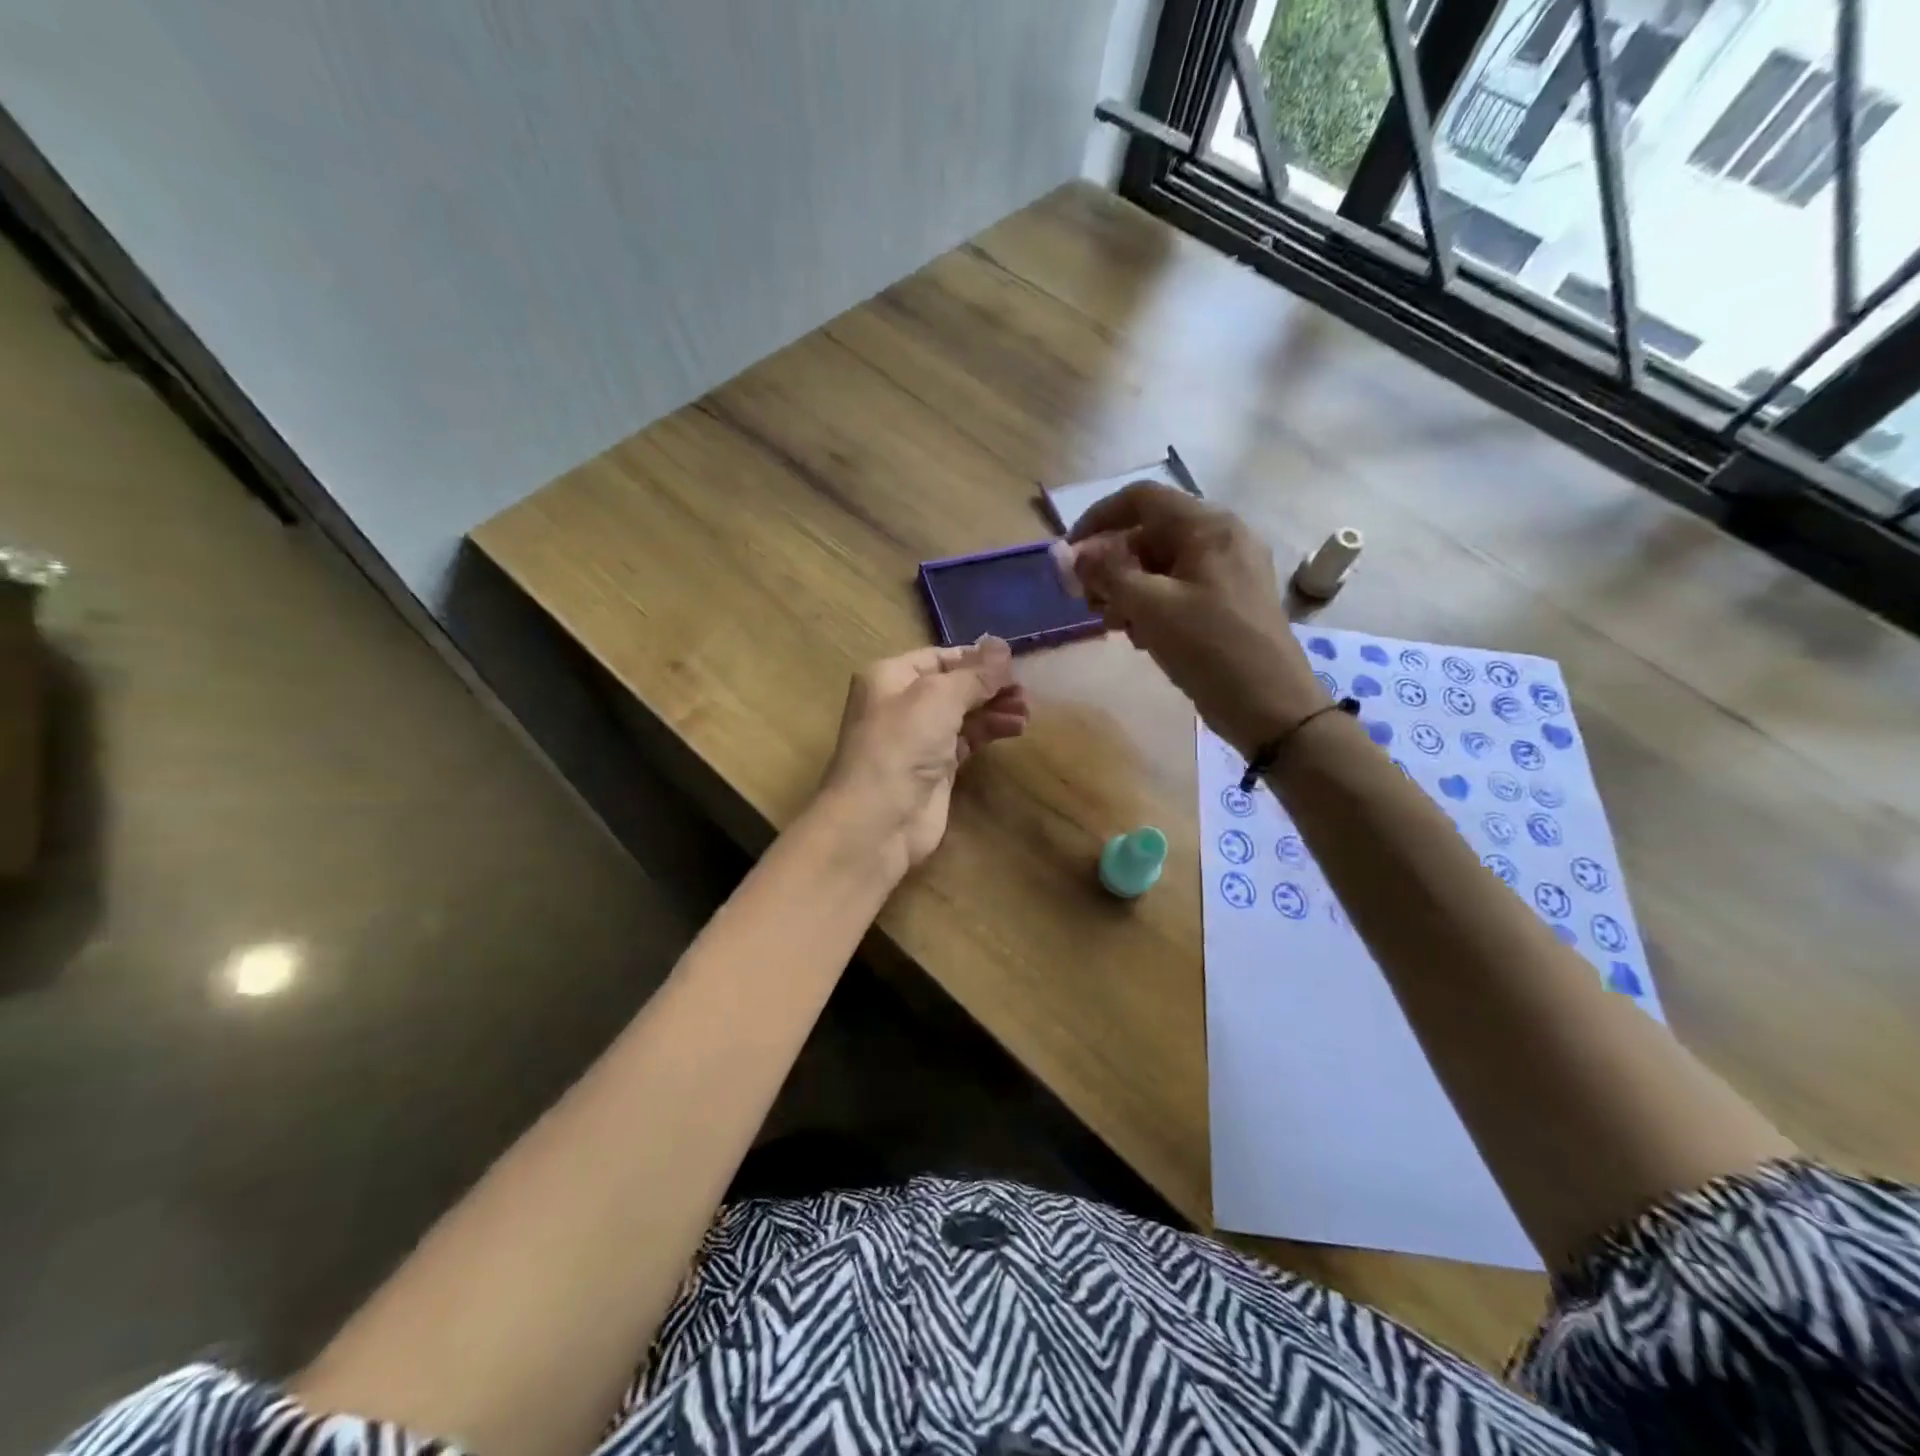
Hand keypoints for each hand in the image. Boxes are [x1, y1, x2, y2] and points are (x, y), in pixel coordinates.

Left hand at [817, 637, 1029, 879]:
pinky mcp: (935, 769)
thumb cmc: (902, 744)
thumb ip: (975, 673)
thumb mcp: (939, 697)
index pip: (939, 658)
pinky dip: (990, 732)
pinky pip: (967, 741)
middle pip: (953, 686)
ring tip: (1027, 712)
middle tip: (1026, 692)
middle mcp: (901, 704)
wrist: (879, 819)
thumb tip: (1003, 646)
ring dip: (995, 710)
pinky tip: (1015, 728)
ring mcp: (918, 739)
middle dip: (989, 686)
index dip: (975, 658)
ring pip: (963, 715)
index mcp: (890, 677)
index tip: (1013, 663)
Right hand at [1068, 484, 1327, 755]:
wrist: (1270, 705)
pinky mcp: (1229, 600)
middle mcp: (1222, 537)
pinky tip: (1141, 637)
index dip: (1098, 519)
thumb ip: (1108, 574)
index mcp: (1208, 526)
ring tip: (1113, 625)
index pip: (1141, 498)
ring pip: (1162, 564)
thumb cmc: (1210, 648)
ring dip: (1128, 589)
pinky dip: (1152, 604)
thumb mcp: (1151, 608)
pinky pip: (1180, 587)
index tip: (1070, 555)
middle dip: (1112, 564)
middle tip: (1088, 602)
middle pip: (1150, 532)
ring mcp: (1229, 569)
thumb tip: (1073, 554)